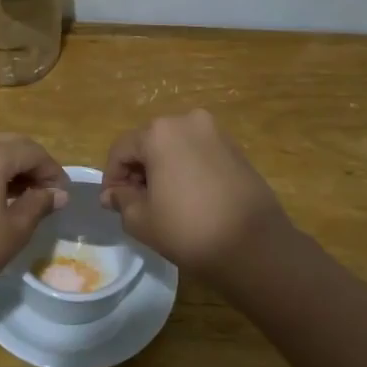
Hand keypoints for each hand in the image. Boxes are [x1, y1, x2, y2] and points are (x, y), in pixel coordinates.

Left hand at [0, 136, 68, 312]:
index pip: (32, 151)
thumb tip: (59, 193)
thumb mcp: (15, 229)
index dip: (52, 170)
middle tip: (49, 192)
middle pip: (10, 145)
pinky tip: (0, 199)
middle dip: (32, 164)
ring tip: (28, 197)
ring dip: (12, 168)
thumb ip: (39, 204)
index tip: (65, 194)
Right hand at [102, 110, 292, 279]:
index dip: (112, 178)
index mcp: (159, 132)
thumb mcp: (142, 220)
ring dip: (163, 169)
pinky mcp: (236, 148)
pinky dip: (187, 169)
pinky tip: (190, 197)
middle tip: (136, 204)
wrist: (254, 245)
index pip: (121, 150)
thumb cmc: (189, 229)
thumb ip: (121, 200)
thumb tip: (113, 194)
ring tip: (164, 202)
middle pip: (149, 143)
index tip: (113, 205)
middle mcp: (187, 121)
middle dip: (138, 171)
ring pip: (174, 147)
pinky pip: (198, 153)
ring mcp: (215, 132)